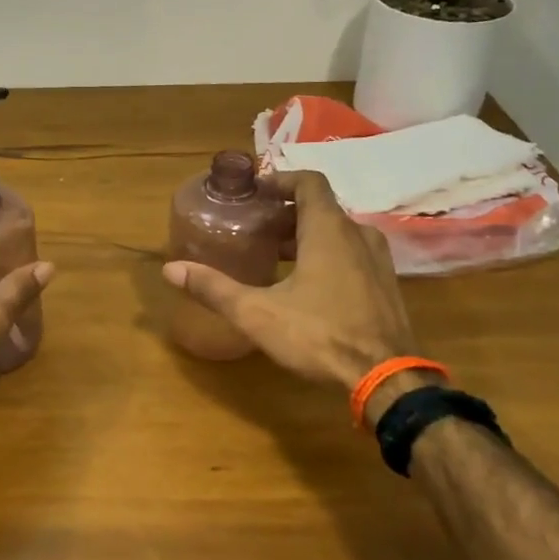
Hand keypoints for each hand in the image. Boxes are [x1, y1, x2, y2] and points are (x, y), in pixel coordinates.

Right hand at [162, 169, 415, 390]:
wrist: (387, 379)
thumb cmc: (320, 335)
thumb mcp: (257, 313)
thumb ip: (214, 288)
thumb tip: (171, 269)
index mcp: (329, 230)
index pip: (308, 182)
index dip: (280, 180)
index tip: (255, 191)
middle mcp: (358, 234)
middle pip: (320, 208)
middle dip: (286, 214)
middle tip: (254, 228)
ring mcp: (378, 260)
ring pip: (338, 232)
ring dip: (306, 236)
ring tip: (274, 256)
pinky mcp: (385, 284)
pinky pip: (352, 254)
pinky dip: (327, 255)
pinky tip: (305, 285)